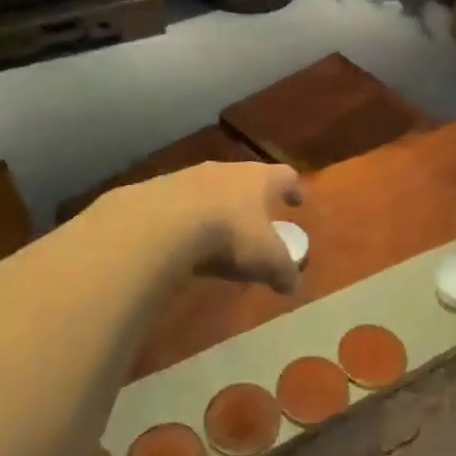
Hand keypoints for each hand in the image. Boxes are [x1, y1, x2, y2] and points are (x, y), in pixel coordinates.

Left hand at [113, 161, 304, 291]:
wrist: (161, 225)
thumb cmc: (229, 235)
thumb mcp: (266, 260)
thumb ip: (284, 271)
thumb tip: (294, 285)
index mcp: (259, 178)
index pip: (285, 176)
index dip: (293, 189)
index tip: (297, 201)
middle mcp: (226, 170)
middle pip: (246, 179)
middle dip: (253, 198)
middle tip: (257, 219)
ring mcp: (189, 177)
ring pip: (211, 189)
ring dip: (218, 206)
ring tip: (218, 232)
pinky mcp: (158, 191)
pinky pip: (180, 204)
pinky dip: (187, 218)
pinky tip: (184, 239)